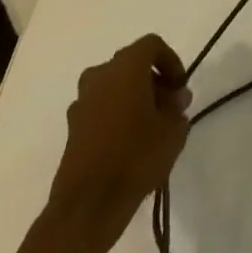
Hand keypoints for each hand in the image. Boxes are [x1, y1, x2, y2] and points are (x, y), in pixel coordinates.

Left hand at [45, 34, 190, 241]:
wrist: (87, 207)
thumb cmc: (135, 157)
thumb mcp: (173, 130)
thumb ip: (177, 108)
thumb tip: (174, 99)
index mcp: (125, 66)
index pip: (152, 45)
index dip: (171, 61)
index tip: (180, 87)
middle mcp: (99, 76)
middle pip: (132, 65)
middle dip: (154, 81)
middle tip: (170, 107)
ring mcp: (81, 102)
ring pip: (114, 87)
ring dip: (134, 98)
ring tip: (151, 126)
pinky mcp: (72, 128)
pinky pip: (100, 108)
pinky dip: (116, 115)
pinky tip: (129, 143)